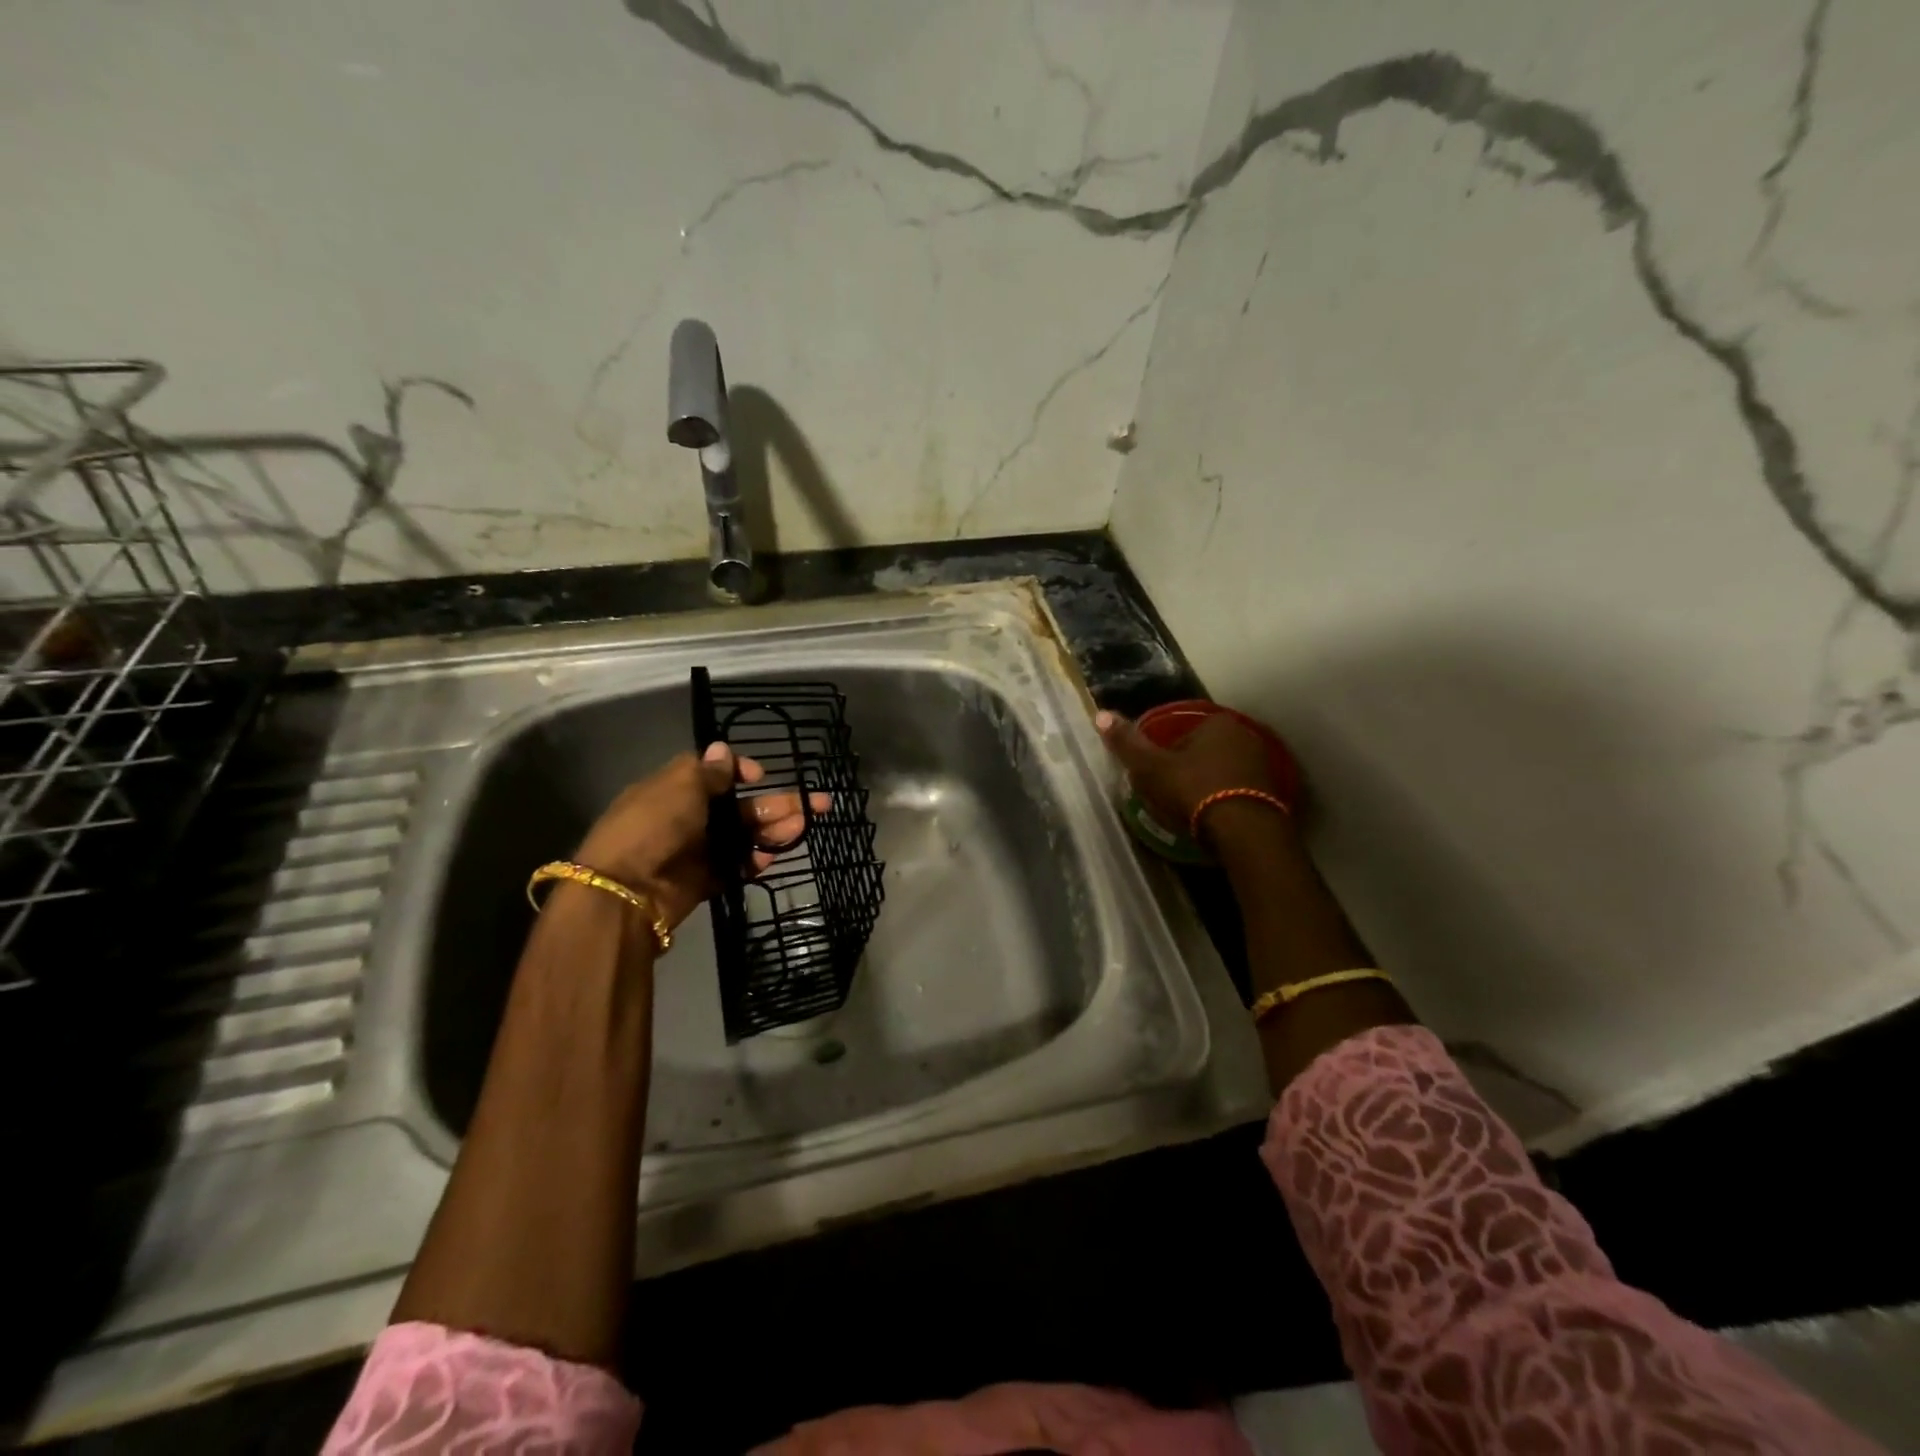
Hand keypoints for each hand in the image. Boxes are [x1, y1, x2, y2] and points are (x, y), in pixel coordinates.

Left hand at [571, 743, 824, 929]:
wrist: (626, 891)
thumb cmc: (652, 826)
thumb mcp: (679, 787)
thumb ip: (708, 772)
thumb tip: (723, 749)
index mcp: (675, 790)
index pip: (714, 775)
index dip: (740, 772)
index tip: (761, 775)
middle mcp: (687, 818)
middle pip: (739, 808)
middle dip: (776, 805)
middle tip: (816, 804)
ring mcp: (697, 851)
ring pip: (744, 837)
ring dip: (773, 831)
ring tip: (802, 828)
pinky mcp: (704, 881)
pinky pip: (736, 867)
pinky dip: (754, 862)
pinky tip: (772, 857)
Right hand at [1096, 708, 1285, 838]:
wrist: (1246, 833)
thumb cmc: (1194, 791)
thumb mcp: (1151, 768)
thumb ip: (1127, 743)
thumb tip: (1100, 715)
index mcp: (1216, 723)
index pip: (1180, 734)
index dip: (1164, 757)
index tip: (1156, 779)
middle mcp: (1245, 735)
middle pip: (1204, 752)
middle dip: (1188, 770)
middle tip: (1172, 797)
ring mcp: (1264, 764)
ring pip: (1223, 772)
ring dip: (1209, 787)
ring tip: (1192, 813)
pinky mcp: (1275, 792)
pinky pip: (1240, 791)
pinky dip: (1227, 801)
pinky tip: (1215, 821)